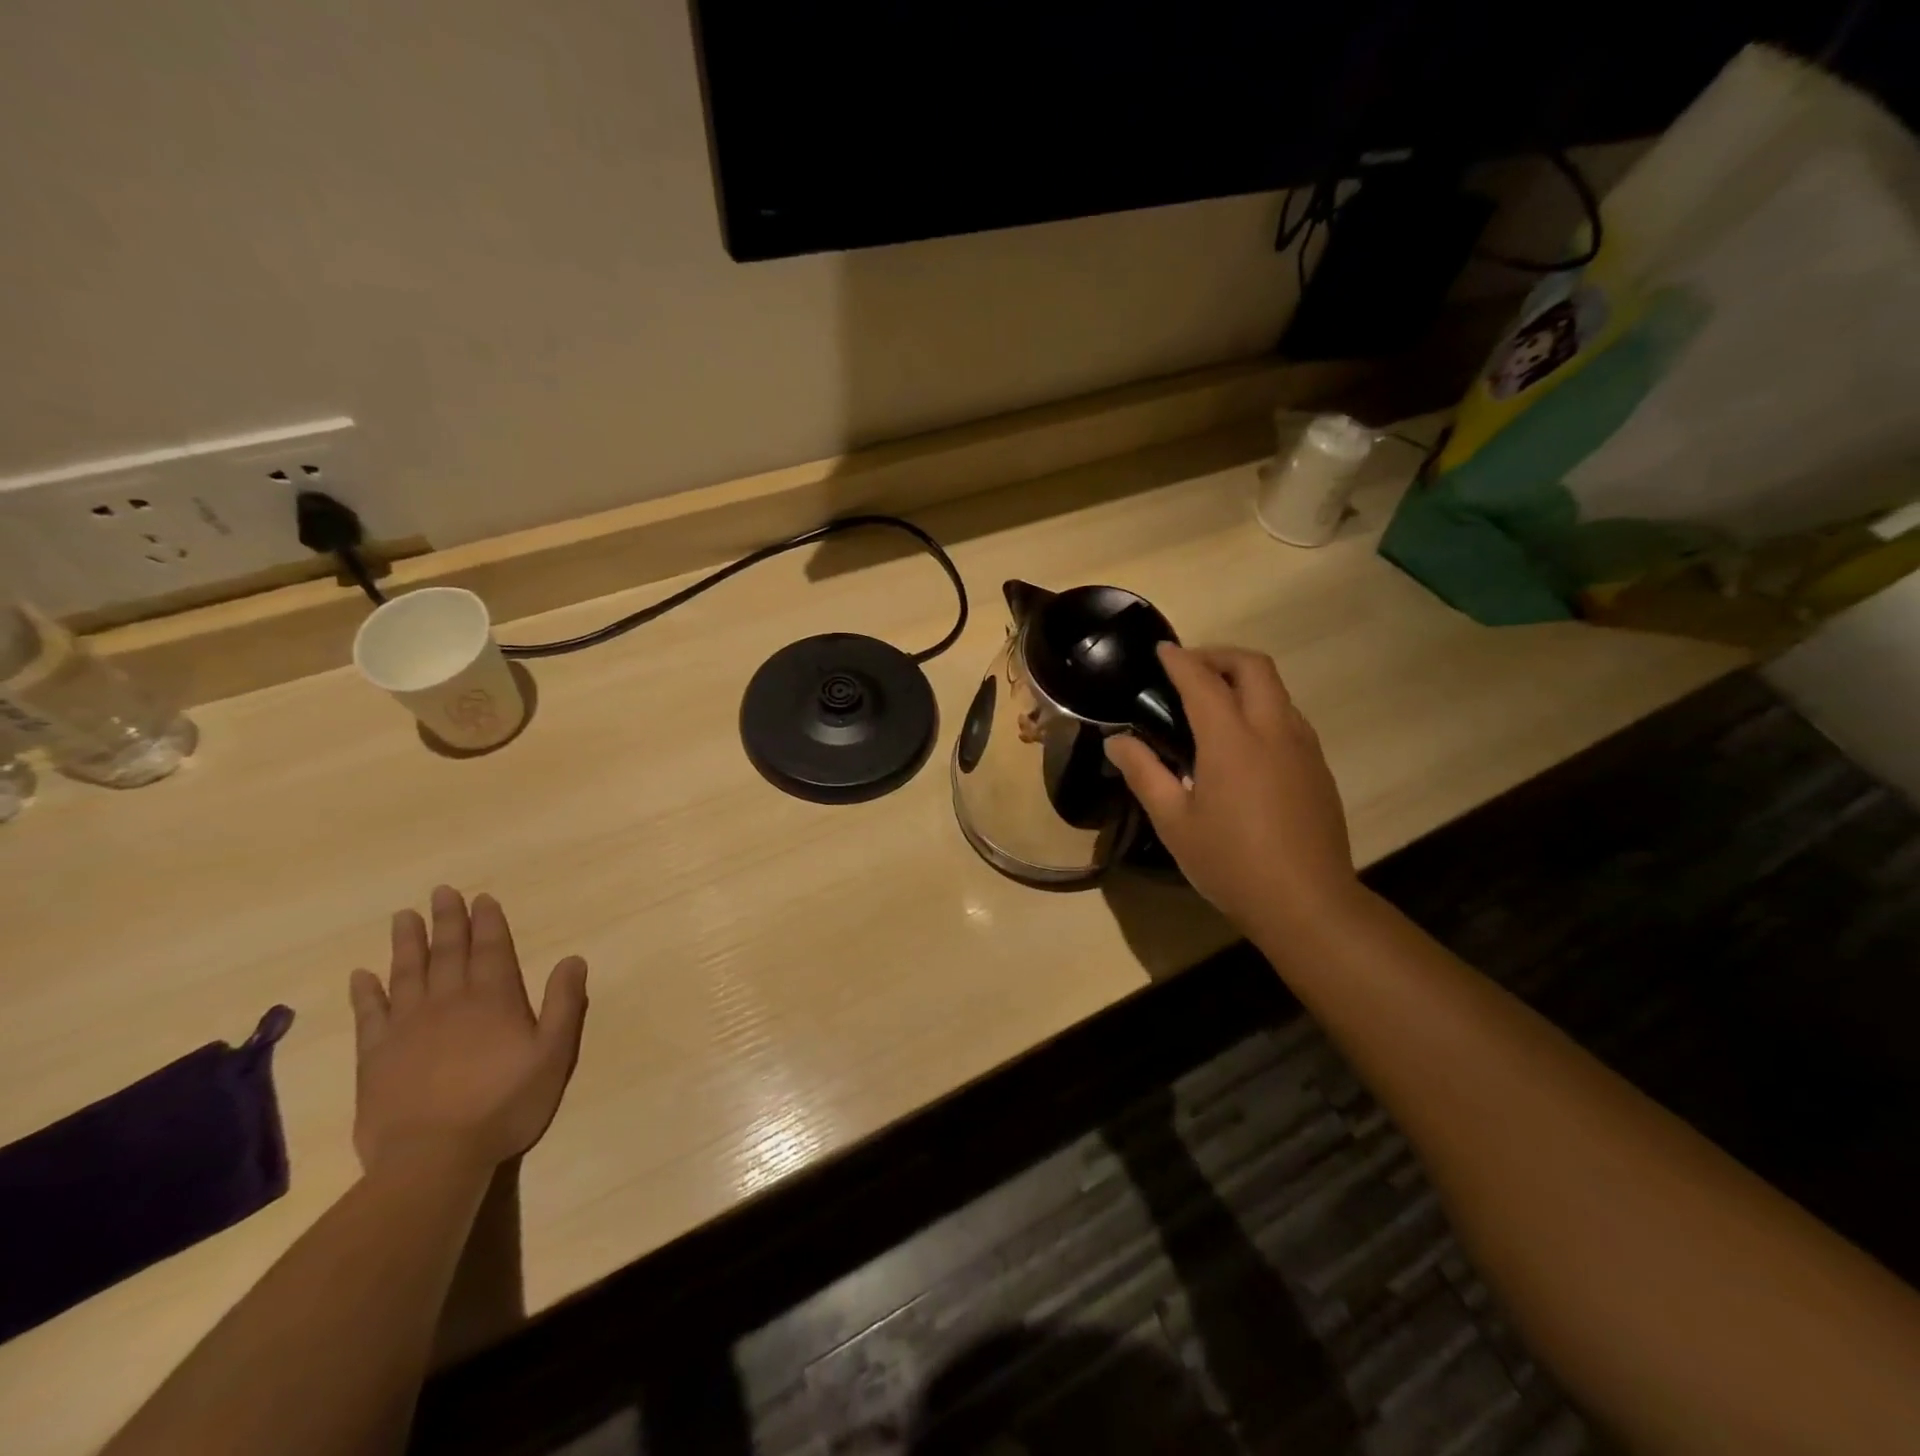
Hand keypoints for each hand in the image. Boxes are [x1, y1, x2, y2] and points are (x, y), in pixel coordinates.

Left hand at [348, 886, 588, 1176]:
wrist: (433, 1158)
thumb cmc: (505, 1103)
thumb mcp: (554, 1053)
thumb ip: (564, 1004)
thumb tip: (572, 958)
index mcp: (494, 999)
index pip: (492, 949)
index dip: (488, 922)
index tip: (481, 898)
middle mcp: (449, 1002)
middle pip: (448, 952)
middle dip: (447, 920)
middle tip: (441, 892)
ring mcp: (407, 1028)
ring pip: (407, 973)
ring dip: (407, 943)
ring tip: (404, 916)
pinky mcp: (375, 1057)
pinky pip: (369, 1015)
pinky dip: (366, 992)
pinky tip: (363, 975)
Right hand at [1106, 645, 1360, 937]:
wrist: (1308, 903)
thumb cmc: (1231, 863)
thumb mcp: (1174, 822)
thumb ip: (1144, 774)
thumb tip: (1116, 741)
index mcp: (1232, 740)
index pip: (1202, 681)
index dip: (1179, 660)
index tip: (1161, 650)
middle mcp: (1273, 730)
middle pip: (1254, 666)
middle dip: (1219, 656)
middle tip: (1189, 671)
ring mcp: (1303, 747)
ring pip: (1277, 690)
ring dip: (1244, 680)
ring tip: (1213, 704)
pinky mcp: (1318, 767)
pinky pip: (1289, 717)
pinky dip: (1262, 708)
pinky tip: (1243, 743)